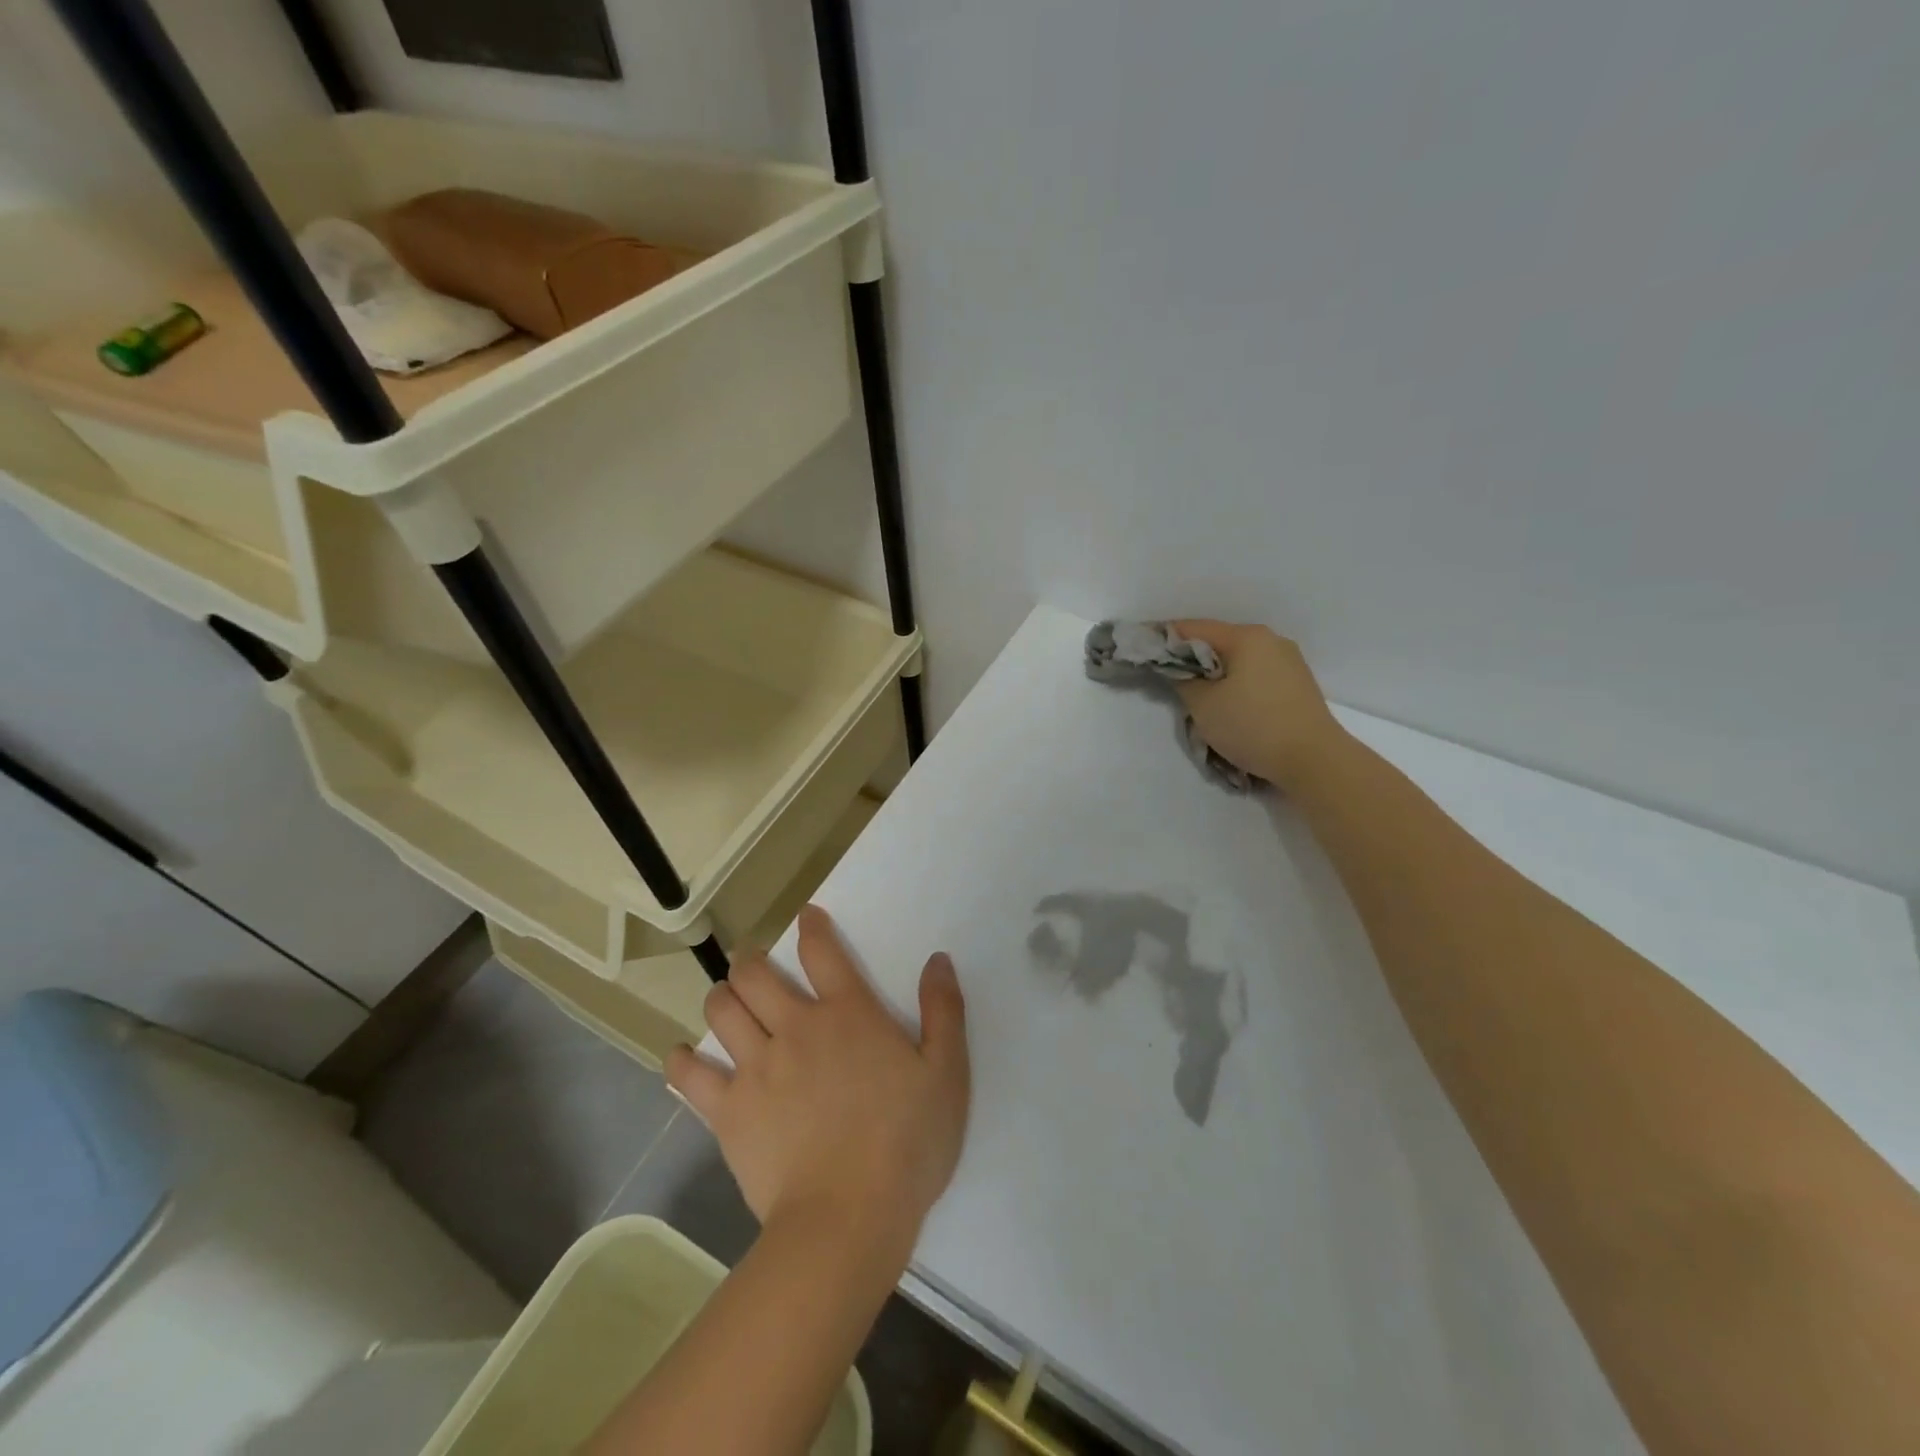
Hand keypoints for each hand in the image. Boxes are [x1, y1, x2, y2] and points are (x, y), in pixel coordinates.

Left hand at [667, 906, 970, 1255]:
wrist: (848, 1218)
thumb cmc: (906, 1144)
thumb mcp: (947, 1074)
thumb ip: (944, 1011)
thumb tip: (938, 959)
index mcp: (848, 1013)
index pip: (821, 950)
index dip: (812, 926)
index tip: (806, 916)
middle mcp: (796, 1027)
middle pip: (755, 973)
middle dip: (751, 961)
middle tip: (755, 967)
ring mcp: (757, 1067)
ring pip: (721, 1010)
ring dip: (722, 998)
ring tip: (728, 1003)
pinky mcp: (728, 1111)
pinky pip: (690, 1076)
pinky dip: (681, 1062)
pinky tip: (682, 1058)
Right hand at [1171, 620, 1348, 790]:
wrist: (1314, 760)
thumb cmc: (1253, 726)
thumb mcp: (1203, 705)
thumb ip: (1183, 679)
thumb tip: (1178, 669)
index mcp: (1246, 637)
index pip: (1193, 628)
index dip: (1164, 637)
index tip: (1142, 647)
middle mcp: (1270, 640)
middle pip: (1218, 641)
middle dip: (1191, 657)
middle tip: (1166, 675)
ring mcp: (1288, 661)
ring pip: (1238, 659)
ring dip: (1214, 672)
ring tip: (1196, 694)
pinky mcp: (1296, 683)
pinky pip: (1255, 673)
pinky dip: (1235, 682)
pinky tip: (1227, 703)